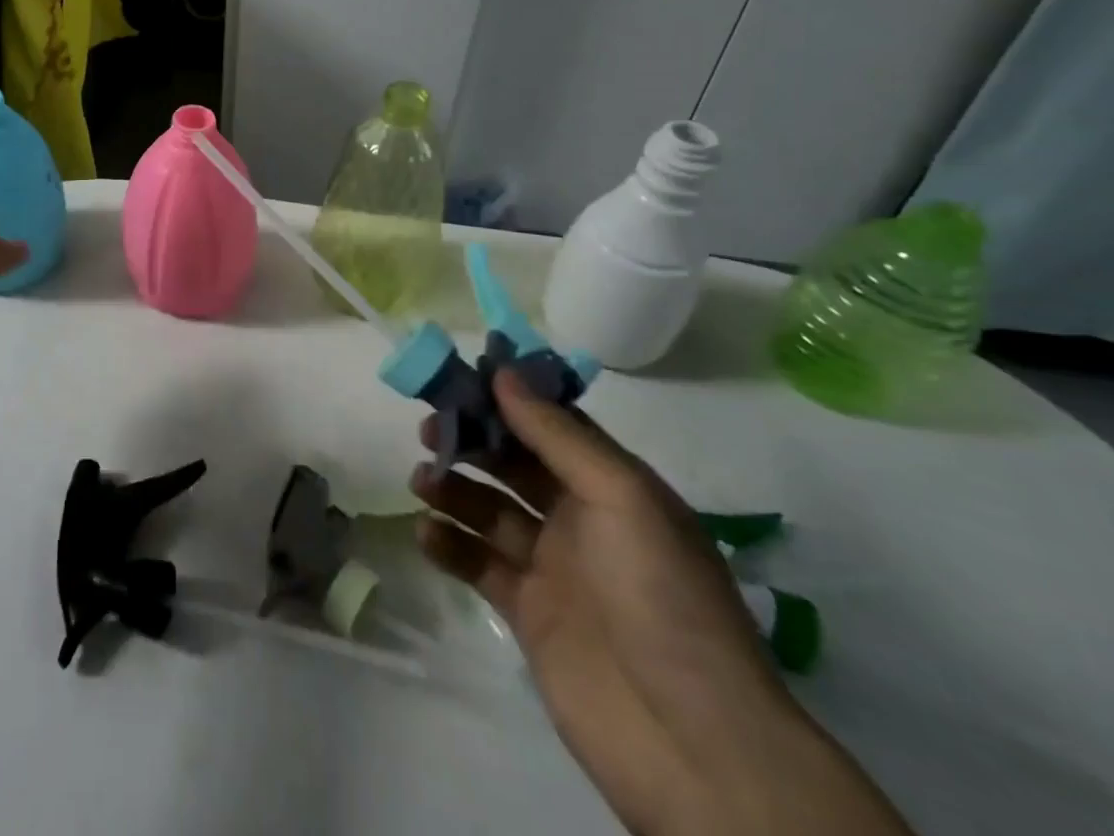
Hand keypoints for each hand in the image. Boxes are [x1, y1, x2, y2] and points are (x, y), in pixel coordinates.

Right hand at [412, 370, 910, 835]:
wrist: (692, 743)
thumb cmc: (661, 597)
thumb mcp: (621, 497)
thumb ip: (558, 434)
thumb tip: (503, 371)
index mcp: (612, 487)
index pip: (551, 425)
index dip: (506, 399)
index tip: (457, 378)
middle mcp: (581, 519)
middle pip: (513, 463)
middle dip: (471, 441)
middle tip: (427, 431)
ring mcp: (553, 567)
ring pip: (489, 510)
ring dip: (453, 489)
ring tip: (421, 481)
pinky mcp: (527, 612)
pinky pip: (478, 563)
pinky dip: (449, 545)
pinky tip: (426, 534)